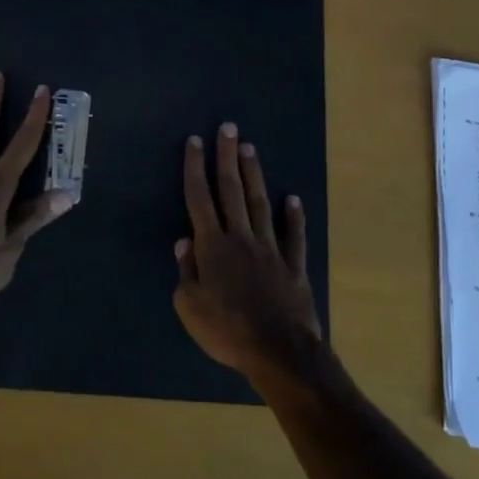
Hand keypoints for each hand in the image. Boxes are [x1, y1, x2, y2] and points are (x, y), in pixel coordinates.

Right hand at [173, 122, 321, 384]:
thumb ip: (186, 272)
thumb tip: (184, 242)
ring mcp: (270, 248)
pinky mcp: (293, 265)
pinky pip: (294, 236)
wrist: (279, 351)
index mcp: (213, 247)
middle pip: (231, 190)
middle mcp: (241, 238)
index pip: (200, 198)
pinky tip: (293, 199)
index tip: (195, 141)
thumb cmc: (228, 331)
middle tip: (228, 128)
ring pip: (260, 203)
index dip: (195, 168)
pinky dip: (294, 217)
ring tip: (250, 148)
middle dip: (227, 157)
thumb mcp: (190, 308)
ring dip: (254, 174)